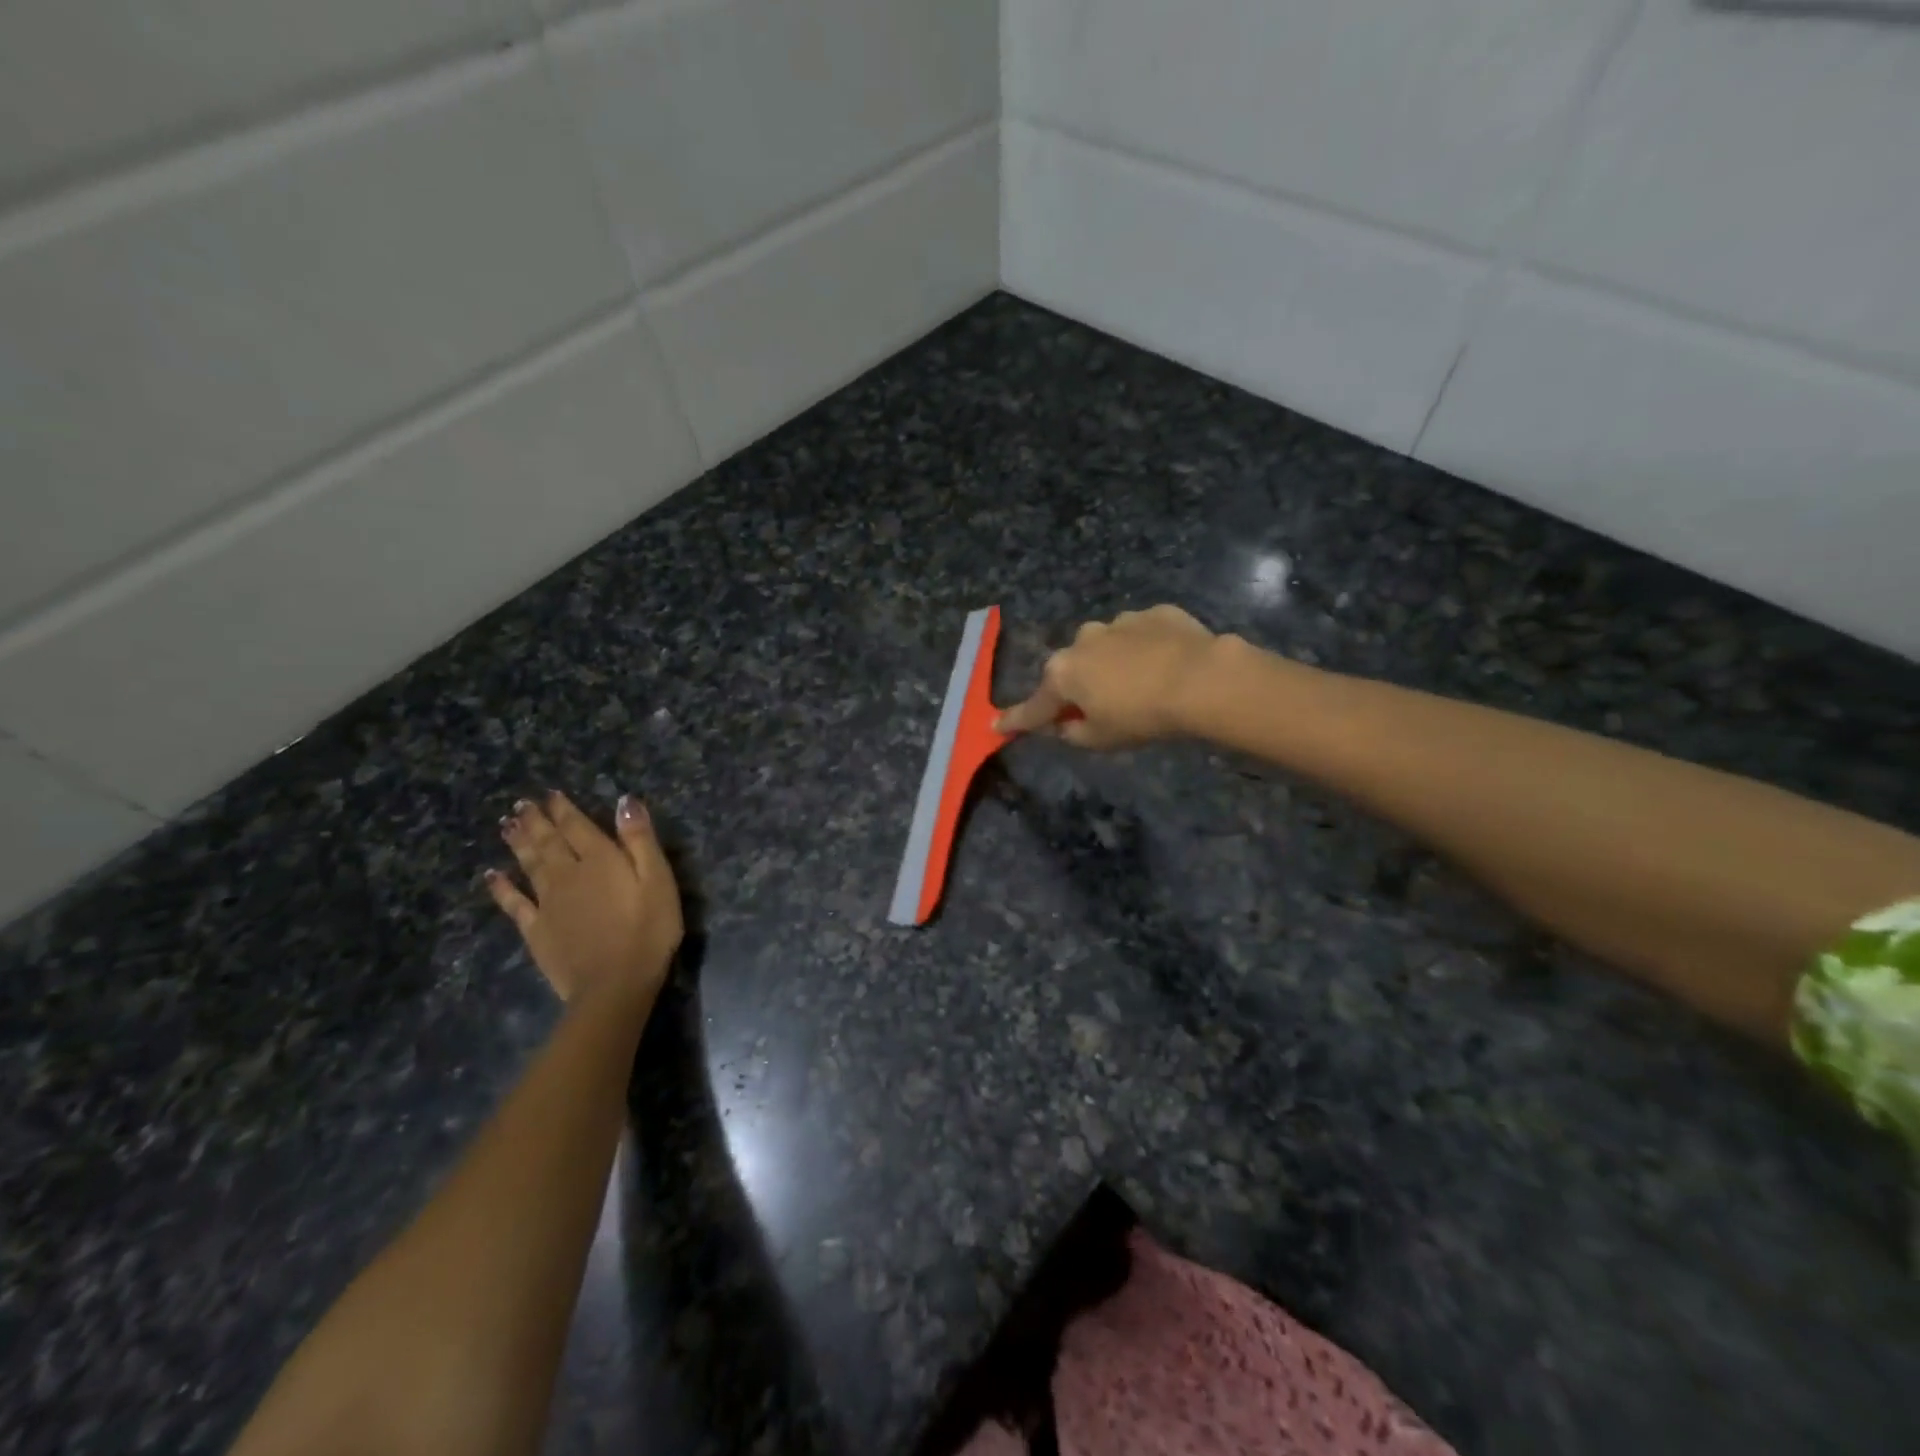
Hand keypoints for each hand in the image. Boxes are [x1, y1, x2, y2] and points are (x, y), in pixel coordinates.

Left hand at [485, 790, 682, 1013]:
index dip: (564, 808)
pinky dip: (501, 887)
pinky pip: (513, 903)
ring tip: (507, 825)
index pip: (577, 826)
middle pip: (548, 841)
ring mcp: (547, 902)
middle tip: (521, 804)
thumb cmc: (648, 930)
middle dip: (536, 821)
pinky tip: (492, 876)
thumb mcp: (658, 880)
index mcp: (600, 860)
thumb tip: (625, 801)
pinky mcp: (536, 929)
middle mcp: (568, 874)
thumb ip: (640, 840)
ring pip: (528, 864)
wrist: (614, 984)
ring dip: (518, 843)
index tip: (551, 794)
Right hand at [996, 605, 1221, 749]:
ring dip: (1114, 663)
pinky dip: (1146, 647)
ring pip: (1106, 647)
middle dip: (1079, 685)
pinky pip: (1142, 634)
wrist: (1201, 679)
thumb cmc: (1142, 716)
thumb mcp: (1100, 739)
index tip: (997, 725)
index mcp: (1063, 673)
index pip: (1034, 705)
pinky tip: (1167, 663)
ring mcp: (1119, 622)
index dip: (1017, 719)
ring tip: (1142, 683)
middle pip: (1072, 669)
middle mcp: (1083, 641)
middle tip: (1100, 707)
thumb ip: (1072, 733)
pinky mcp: (1155, 613)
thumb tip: (1062, 725)